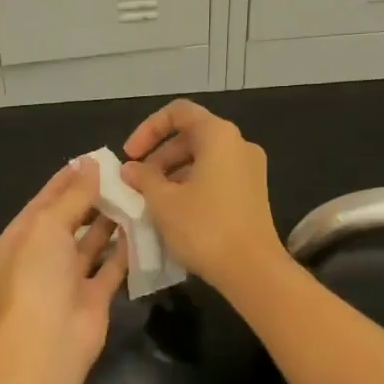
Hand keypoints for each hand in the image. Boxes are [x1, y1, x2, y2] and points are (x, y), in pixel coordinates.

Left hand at [0, 160, 127, 377]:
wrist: (50, 339)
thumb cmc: (37, 274)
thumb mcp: (48, 224)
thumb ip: (72, 195)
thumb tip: (91, 163)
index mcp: (12, 244)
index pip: (40, 204)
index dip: (64, 182)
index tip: (90, 161)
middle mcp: (36, 262)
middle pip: (66, 223)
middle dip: (89, 200)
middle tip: (118, 175)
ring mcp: (64, 281)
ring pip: (89, 245)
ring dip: (108, 222)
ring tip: (132, 193)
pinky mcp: (92, 298)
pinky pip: (110, 268)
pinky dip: (124, 249)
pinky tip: (141, 226)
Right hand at [120, 98, 285, 293]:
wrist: (252, 270)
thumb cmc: (204, 227)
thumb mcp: (163, 201)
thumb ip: (143, 178)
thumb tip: (131, 169)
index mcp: (219, 135)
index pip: (178, 113)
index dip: (148, 129)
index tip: (130, 155)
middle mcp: (239, 144)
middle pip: (191, 135)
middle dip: (158, 155)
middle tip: (136, 181)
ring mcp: (250, 169)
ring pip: (203, 158)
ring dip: (172, 173)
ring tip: (150, 199)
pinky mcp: (252, 193)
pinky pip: (216, 176)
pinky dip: (191, 185)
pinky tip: (173, 212)